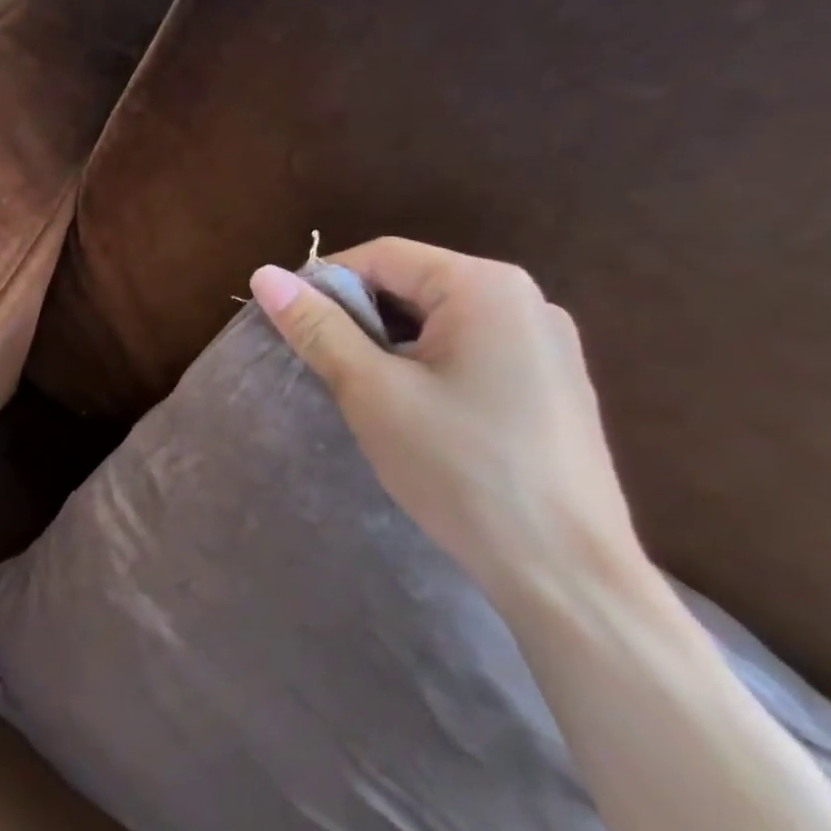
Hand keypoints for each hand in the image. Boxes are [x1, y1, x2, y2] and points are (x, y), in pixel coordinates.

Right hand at [249, 238, 643, 610]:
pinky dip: (426, 368)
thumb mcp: (371, 391)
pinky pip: (469, 353)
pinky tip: (415, 415)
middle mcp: (526, 300)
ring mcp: (546, 345)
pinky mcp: (551, 385)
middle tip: (324, 368)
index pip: (382, 257)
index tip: (291, 328)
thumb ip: (318, 327)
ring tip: (364, 395)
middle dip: (358, 319)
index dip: (324, 284)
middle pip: (413, 286)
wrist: (565, 573)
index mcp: (486, 286)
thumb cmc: (459, 468)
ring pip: (437, 323)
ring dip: (388, 347)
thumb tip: (265, 275)